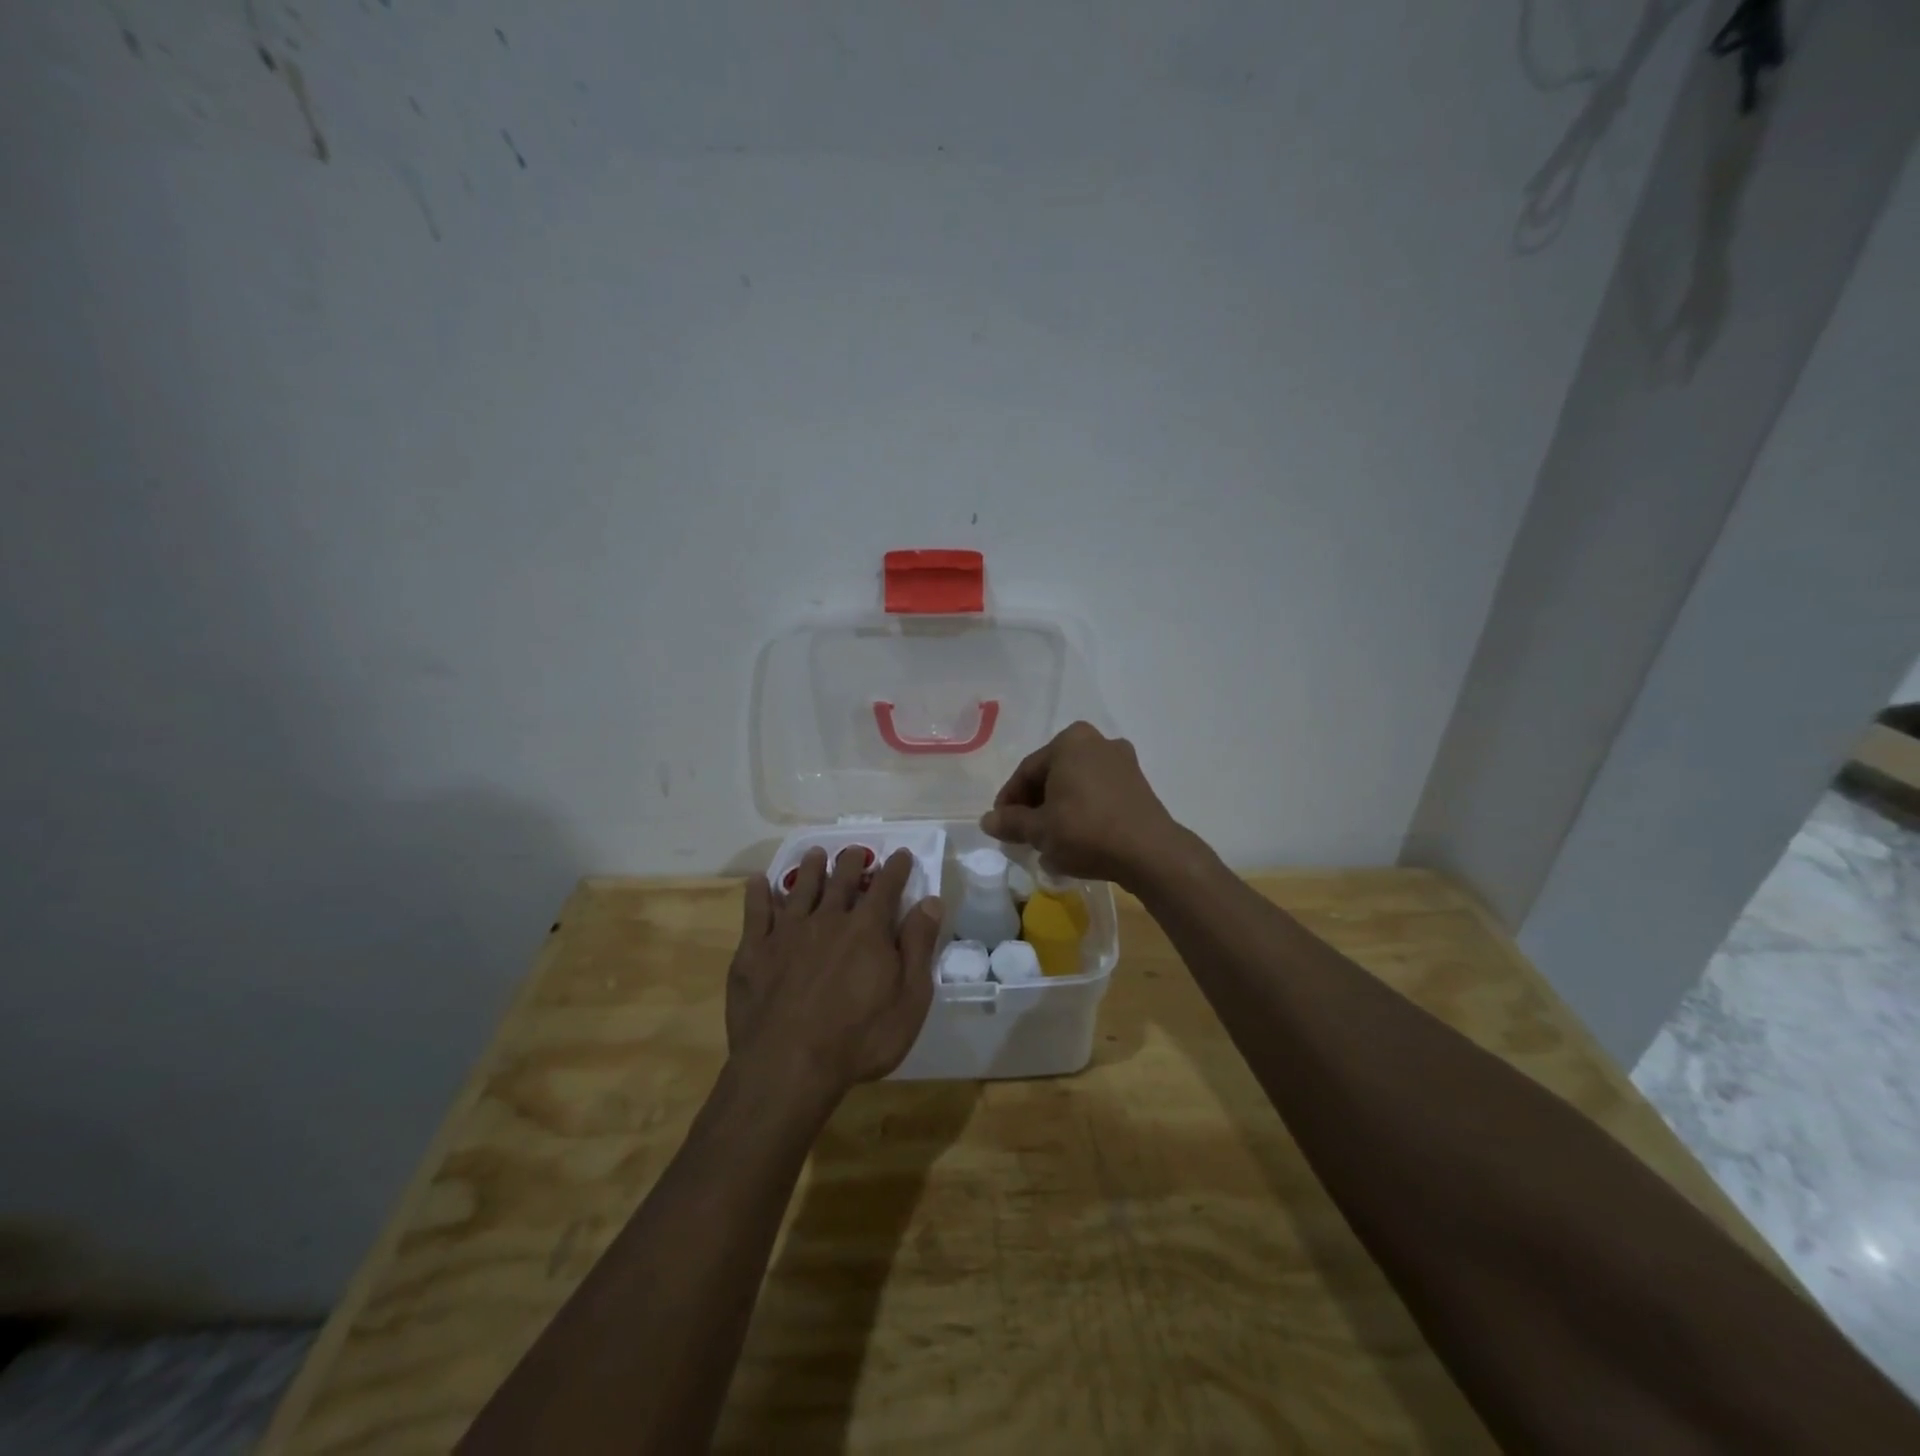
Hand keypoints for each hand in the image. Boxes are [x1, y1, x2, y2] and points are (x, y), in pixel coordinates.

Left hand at [727, 847, 941, 1098]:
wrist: (788, 1066)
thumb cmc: (859, 1039)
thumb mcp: (909, 1000)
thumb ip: (918, 947)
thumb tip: (930, 901)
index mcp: (867, 930)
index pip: (886, 887)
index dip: (896, 869)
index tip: (902, 854)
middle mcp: (827, 919)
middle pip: (841, 881)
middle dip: (851, 862)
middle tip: (855, 850)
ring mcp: (787, 933)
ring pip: (801, 889)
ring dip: (810, 869)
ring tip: (815, 853)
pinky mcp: (754, 951)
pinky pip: (755, 912)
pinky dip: (758, 893)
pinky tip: (759, 881)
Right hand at [980, 722, 1182, 887]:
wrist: (1149, 853)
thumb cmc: (1086, 831)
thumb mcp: (1040, 830)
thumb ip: (1011, 822)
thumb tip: (987, 820)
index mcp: (1070, 741)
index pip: (1027, 771)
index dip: (1009, 800)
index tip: (1000, 825)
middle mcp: (1097, 742)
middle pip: (1053, 775)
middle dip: (1035, 805)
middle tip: (1023, 834)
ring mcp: (1122, 762)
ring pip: (1076, 786)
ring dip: (1058, 810)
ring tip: (1048, 841)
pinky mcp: (1138, 785)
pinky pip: (1098, 795)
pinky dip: (1083, 812)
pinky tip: (1075, 840)